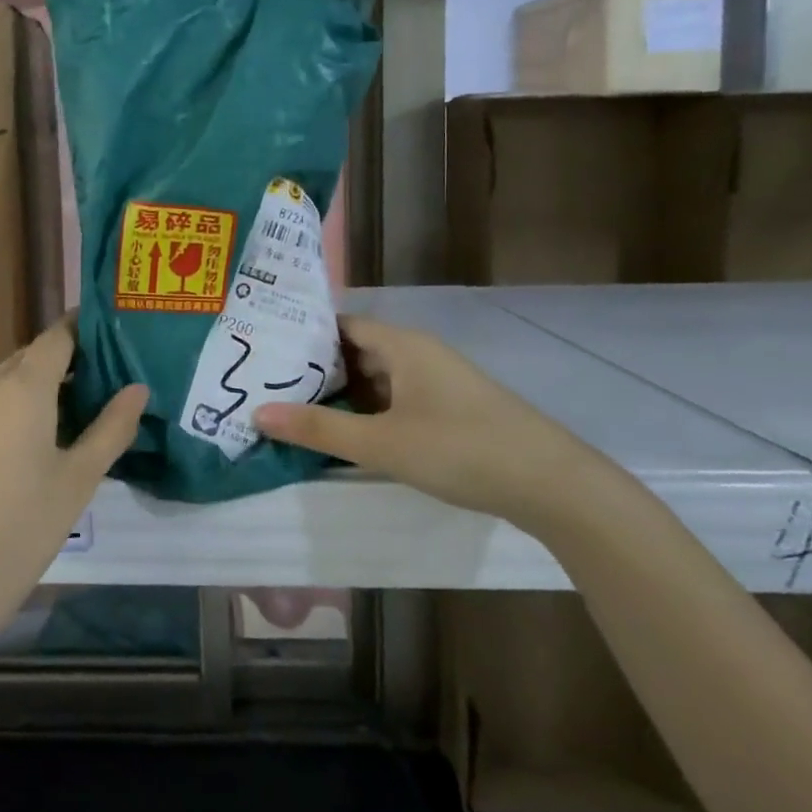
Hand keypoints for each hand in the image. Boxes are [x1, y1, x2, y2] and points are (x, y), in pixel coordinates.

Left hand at [0, 319, 147, 656]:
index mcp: (22, 388)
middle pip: (28, 359)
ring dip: (31, 392)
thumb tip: (138, 388)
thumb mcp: (78, 481)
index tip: (108, 335)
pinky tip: (16, 454)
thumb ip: (112, 428)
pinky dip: (3, 413)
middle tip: (96, 390)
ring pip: (1, 384)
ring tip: (61, 426)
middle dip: (61, 366)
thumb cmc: (21, 531)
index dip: (82, 329)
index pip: (57, 336)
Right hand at [254, 314, 601, 530]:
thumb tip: (257, 414)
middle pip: (357, 352)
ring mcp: (438, 383)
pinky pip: (396, 400)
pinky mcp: (451, 411)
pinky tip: (346, 435)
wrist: (554, 486)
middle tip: (269, 384)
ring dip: (342, 394)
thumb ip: (319, 429)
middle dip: (316, 369)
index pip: (341, 325)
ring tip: (296, 410)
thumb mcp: (382, 443)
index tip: (264, 349)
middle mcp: (419, 354)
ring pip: (377, 379)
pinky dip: (369, 412)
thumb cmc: (461, 449)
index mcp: (403, 345)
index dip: (303, 334)